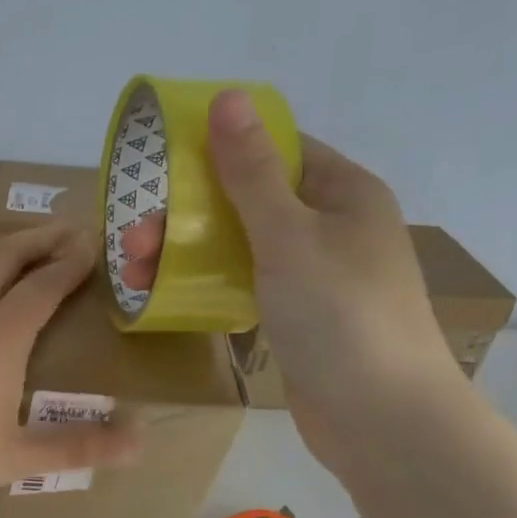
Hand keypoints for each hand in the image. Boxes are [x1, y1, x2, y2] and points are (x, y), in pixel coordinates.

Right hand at [118, 90, 459, 469]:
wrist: (381, 419)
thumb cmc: (340, 314)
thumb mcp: (289, 235)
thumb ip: (252, 172)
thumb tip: (227, 98)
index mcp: (344, 192)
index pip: (279, 148)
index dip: (221, 148)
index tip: (163, 164)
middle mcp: (332, 226)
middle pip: (250, 201)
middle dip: (189, 213)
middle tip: (135, 237)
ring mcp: (315, 276)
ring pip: (242, 247)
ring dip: (189, 252)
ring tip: (135, 272)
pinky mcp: (298, 318)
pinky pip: (246, 285)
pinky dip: (210, 285)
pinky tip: (167, 295)